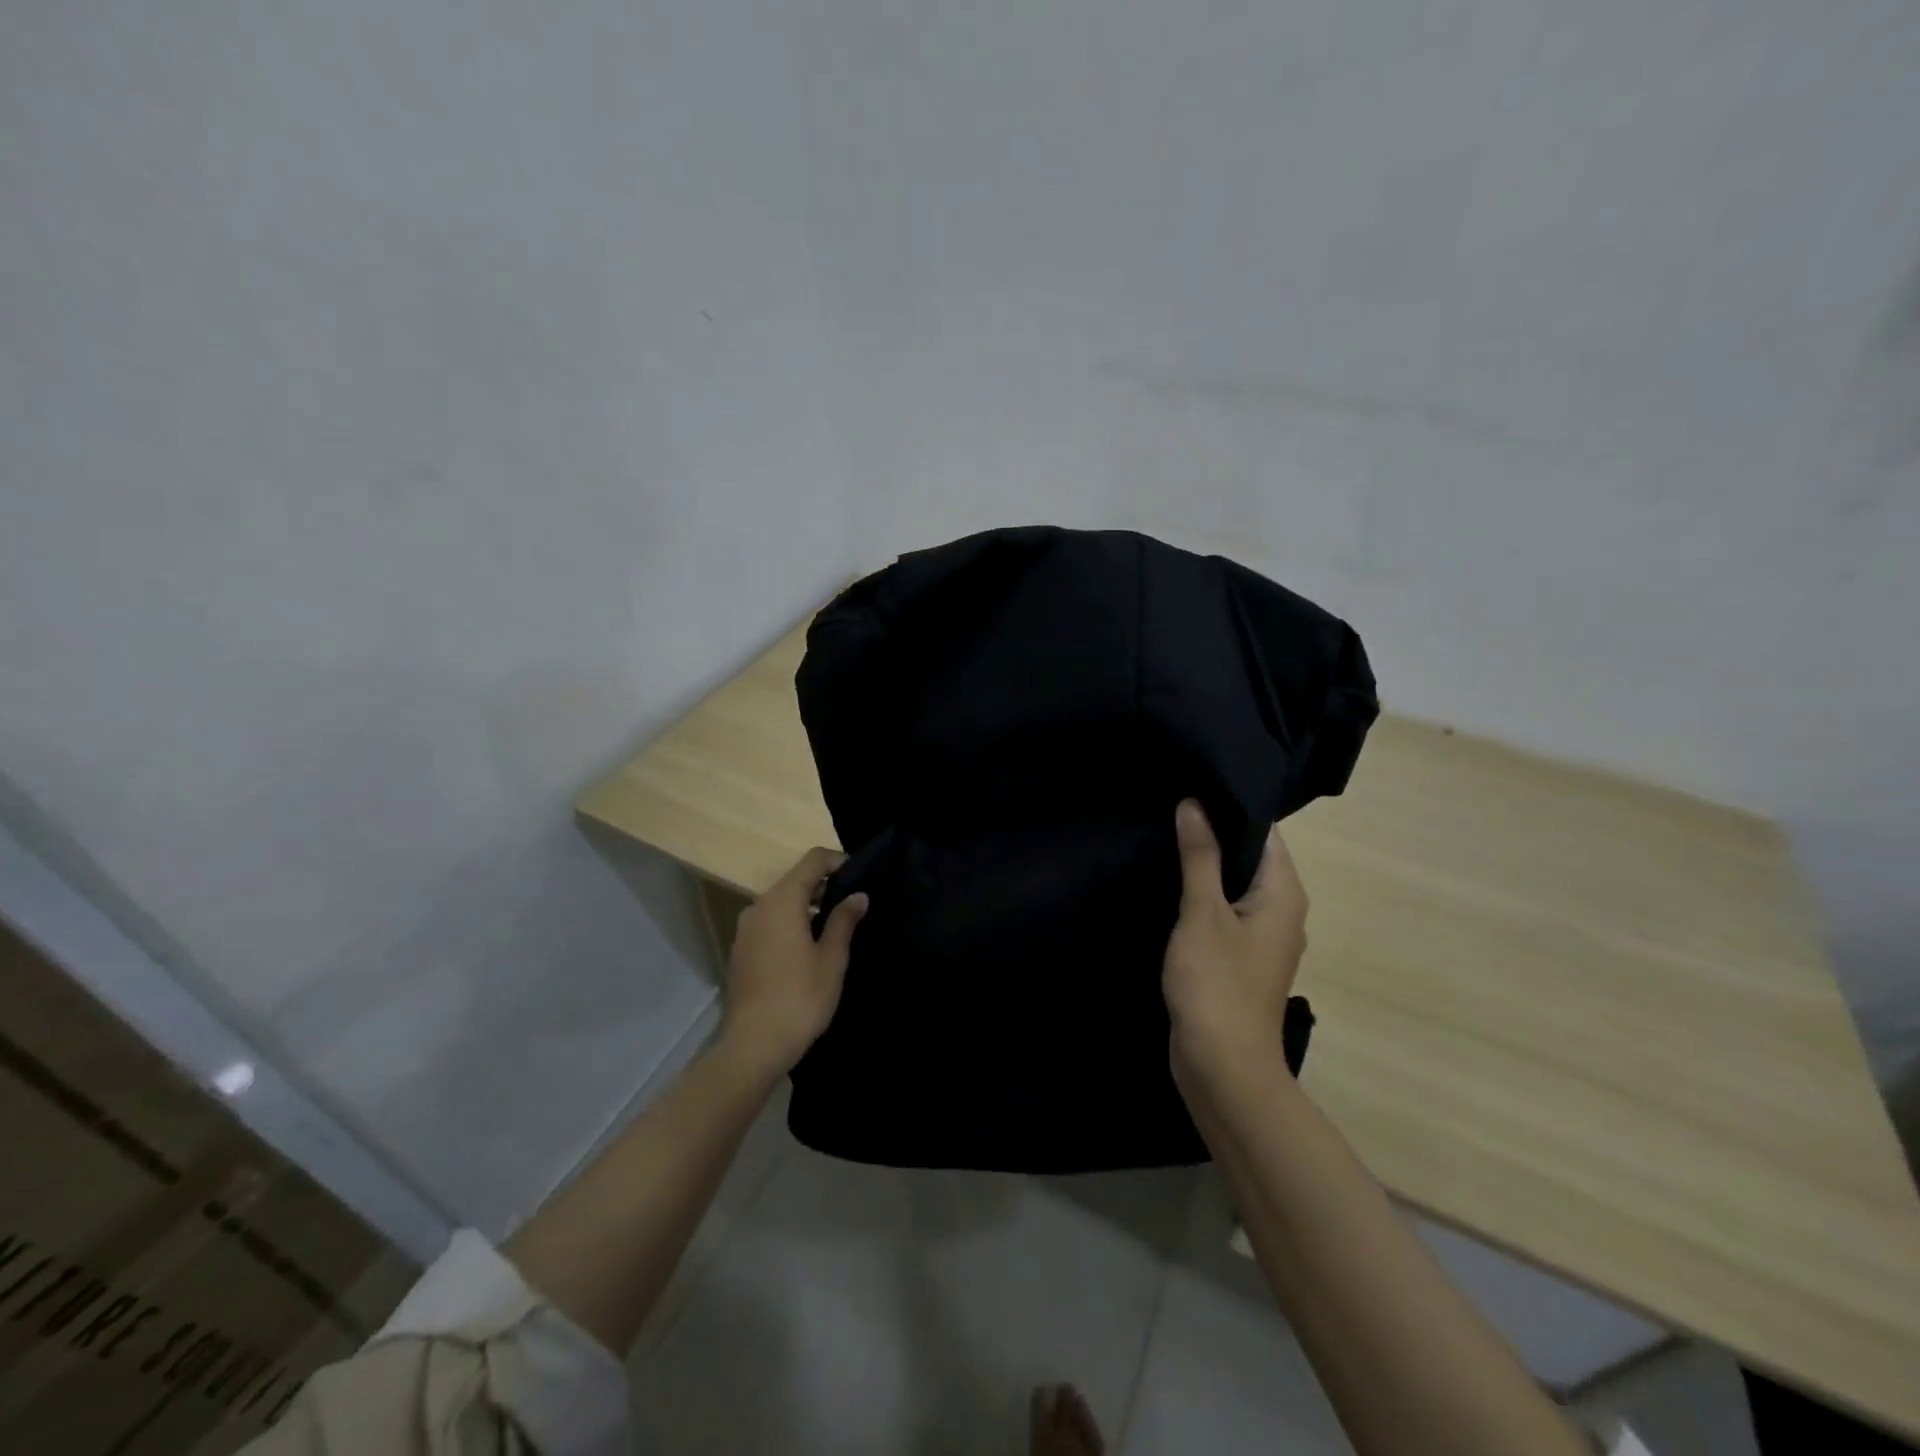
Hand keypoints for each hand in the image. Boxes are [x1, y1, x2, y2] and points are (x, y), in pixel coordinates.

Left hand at [721, 847, 868, 1073]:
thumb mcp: (831, 958)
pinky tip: (808, 949)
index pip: (812, 860)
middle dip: (824, 885)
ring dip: (807, 907)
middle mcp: (758, 907)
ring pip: (781, 903)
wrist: (752, 1047)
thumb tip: (858, 895)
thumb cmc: (800, 998)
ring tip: (835, 928)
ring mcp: (745, 930)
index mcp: (781, 901)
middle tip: (853, 904)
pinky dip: (790, 924)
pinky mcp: (740, 951)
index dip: (838, 861)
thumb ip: (844, 920)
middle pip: (795, 880)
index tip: (861, 876)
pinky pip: (770, 923)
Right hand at [1163, 800, 1308, 1090]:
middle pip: (1251, 857)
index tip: (1193, 786)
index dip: (1230, 807)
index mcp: (1284, 894)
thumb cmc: (1216, 983)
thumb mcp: (1202, 911)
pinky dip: (1202, 896)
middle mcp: (1282, 911)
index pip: (1265, 833)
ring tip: (1164, 836)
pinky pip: (1224, 912)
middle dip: (1213, 834)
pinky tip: (1169, 884)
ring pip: (1235, 886)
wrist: (1222, 1067)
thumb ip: (1200, 856)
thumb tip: (1195, 803)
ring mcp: (1262, 938)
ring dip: (1205, 866)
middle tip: (1170, 806)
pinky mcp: (1240, 958)